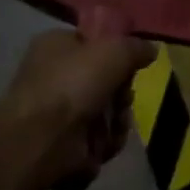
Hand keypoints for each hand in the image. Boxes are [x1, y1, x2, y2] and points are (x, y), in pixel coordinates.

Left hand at [0, 30, 157, 189]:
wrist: (40, 139)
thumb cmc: (74, 83)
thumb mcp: (116, 50)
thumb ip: (137, 47)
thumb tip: (149, 51)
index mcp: (55, 46)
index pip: (93, 44)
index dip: (115, 55)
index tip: (129, 65)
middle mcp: (53, 77)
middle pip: (105, 83)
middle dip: (121, 96)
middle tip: (122, 100)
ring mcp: (55, 114)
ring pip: (105, 115)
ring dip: (116, 123)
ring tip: (113, 127)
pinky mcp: (61, 145)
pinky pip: (96, 142)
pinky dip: (102, 145)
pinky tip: (101, 146)